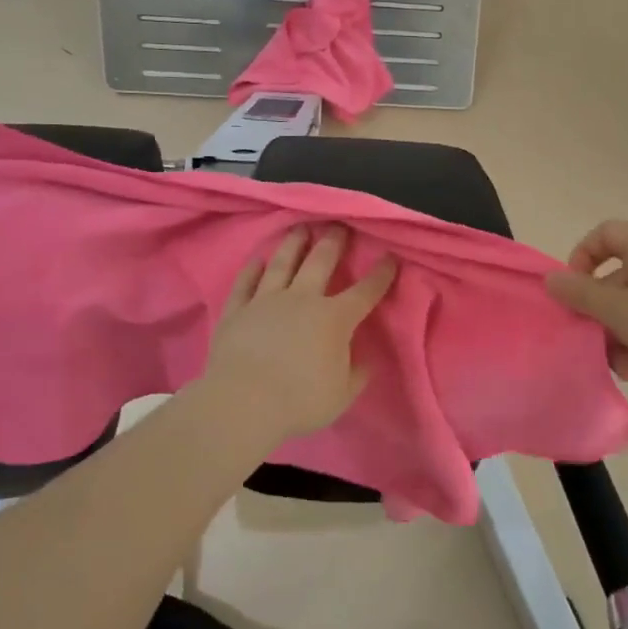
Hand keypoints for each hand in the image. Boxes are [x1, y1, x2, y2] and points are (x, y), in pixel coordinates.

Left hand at [199, 226, 395, 442]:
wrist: (243, 402)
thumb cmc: (300, 400)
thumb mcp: (342, 395)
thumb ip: (356, 374)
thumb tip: (364, 360)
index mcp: (334, 319)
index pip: (365, 291)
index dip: (380, 274)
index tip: (390, 256)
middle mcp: (302, 299)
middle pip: (320, 262)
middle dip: (333, 242)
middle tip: (339, 225)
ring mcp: (266, 301)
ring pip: (282, 264)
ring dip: (294, 244)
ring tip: (300, 228)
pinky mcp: (237, 311)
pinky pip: (245, 284)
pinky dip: (251, 270)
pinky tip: (257, 259)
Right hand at [545, 220, 627, 414]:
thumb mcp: (620, 312)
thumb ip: (581, 294)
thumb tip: (550, 278)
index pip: (605, 233)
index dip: (582, 256)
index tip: (574, 290)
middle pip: (614, 274)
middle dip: (597, 310)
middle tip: (589, 336)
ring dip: (615, 333)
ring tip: (618, 365)